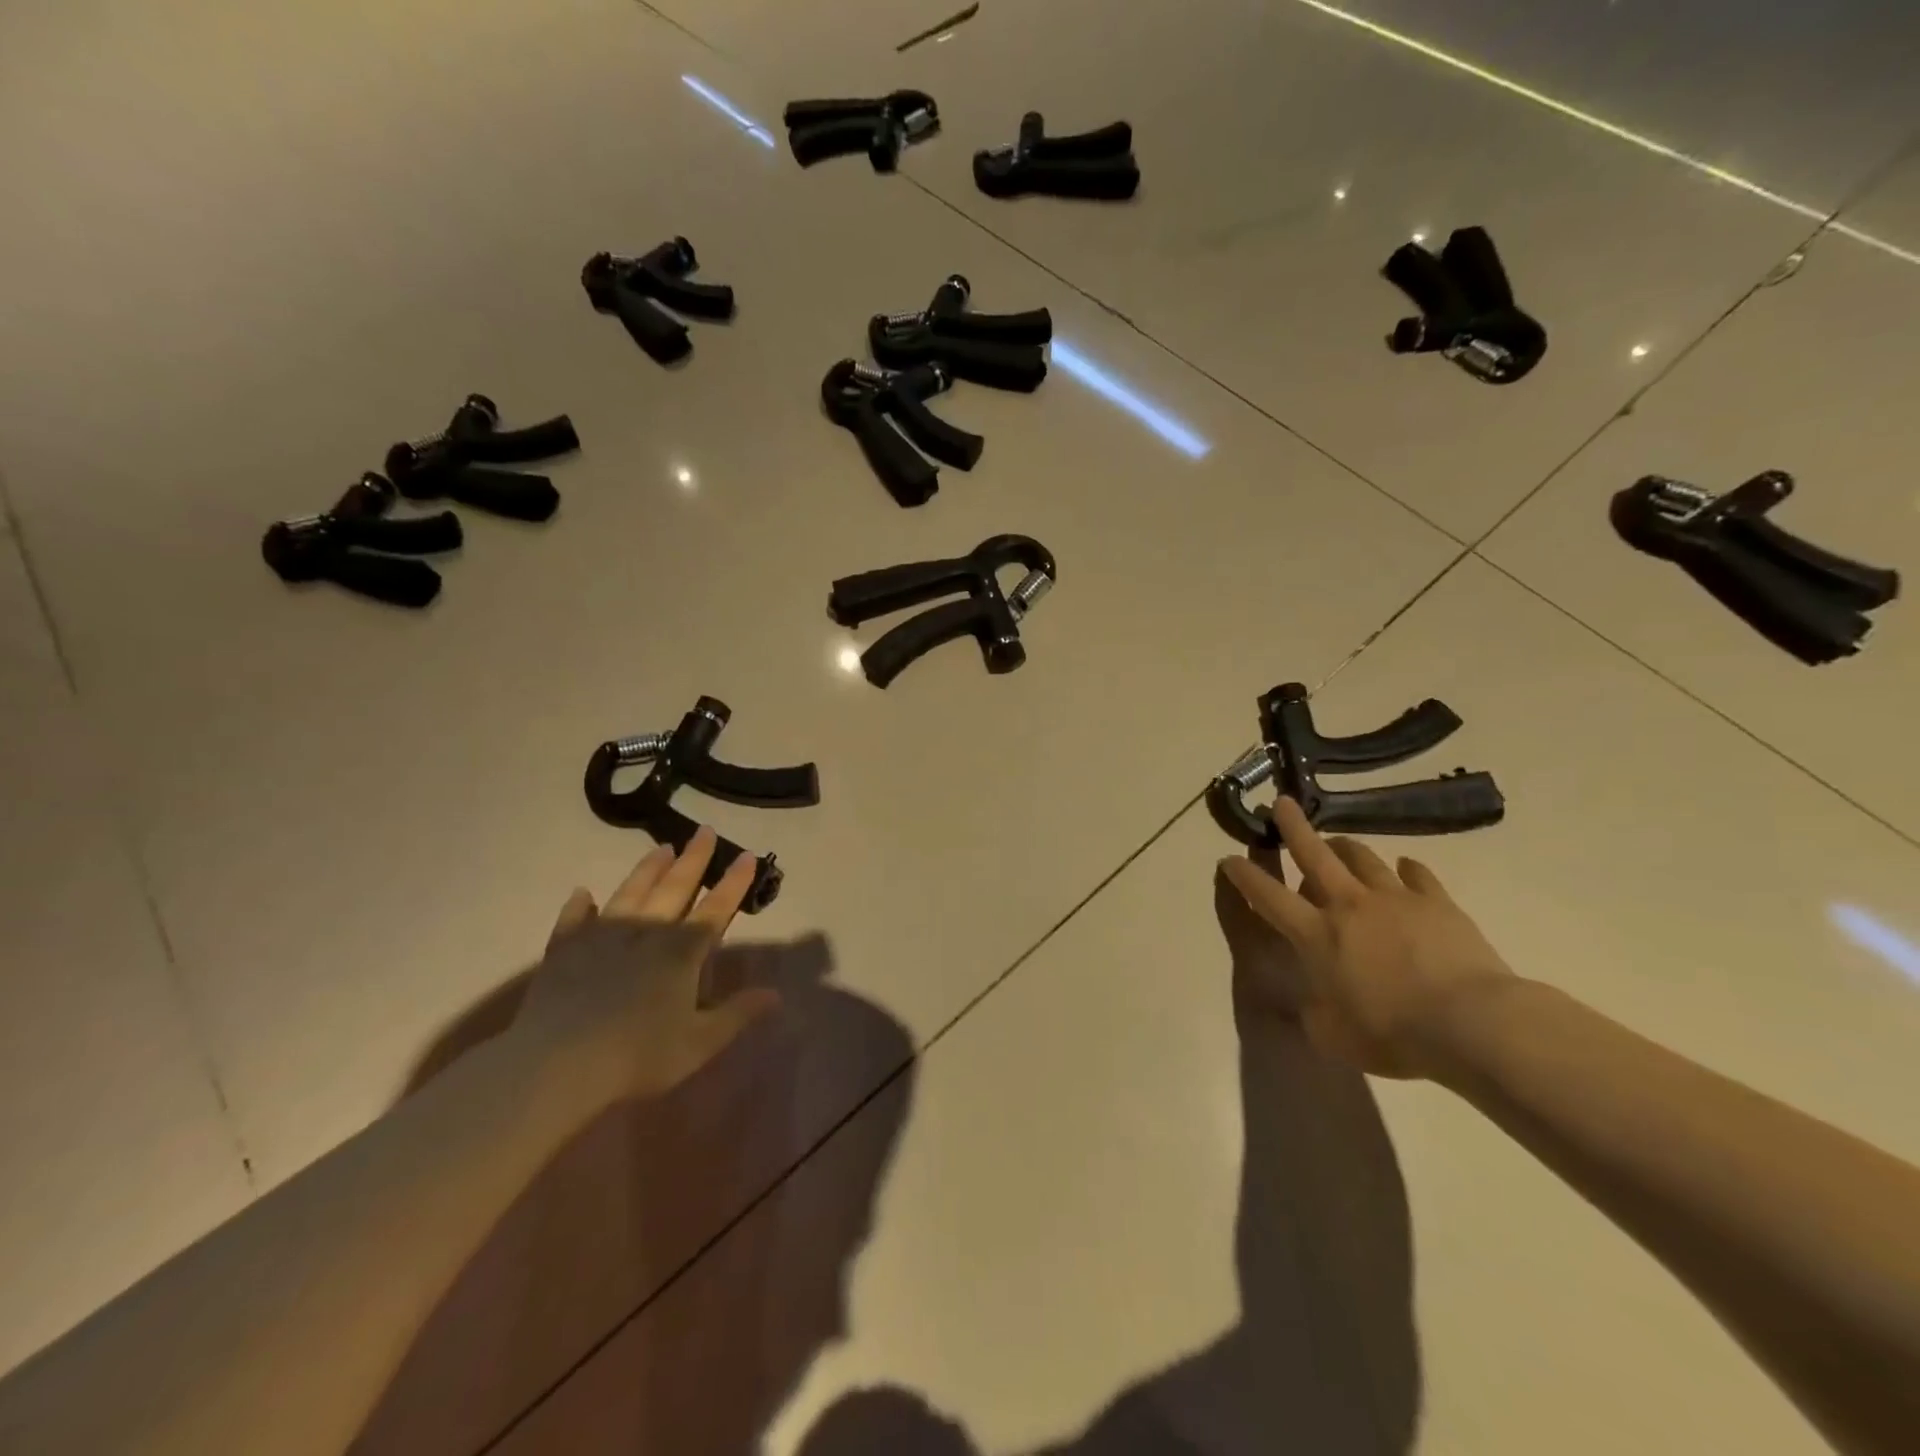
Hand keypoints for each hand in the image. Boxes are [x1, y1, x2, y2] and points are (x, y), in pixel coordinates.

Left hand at [514, 827, 780, 1101]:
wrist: (556, 1065)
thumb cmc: (638, 1056)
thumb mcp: (699, 1043)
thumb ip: (738, 1014)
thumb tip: (776, 995)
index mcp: (681, 952)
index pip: (715, 908)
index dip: (734, 882)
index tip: (748, 855)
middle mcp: (645, 933)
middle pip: (674, 888)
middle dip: (694, 859)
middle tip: (704, 831)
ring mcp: (601, 937)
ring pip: (630, 893)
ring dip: (648, 870)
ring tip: (661, 848)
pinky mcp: (564, 951)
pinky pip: (574, 920)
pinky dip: (579, 905)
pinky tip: (582, 893)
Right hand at [1218, 797, 1515, 1078]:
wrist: (1471, 1022)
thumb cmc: (1392, 1033)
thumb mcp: (1334, 1037)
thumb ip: (1313, 1014)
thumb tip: (1308, 1004)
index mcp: (1315, 935)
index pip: (1268, 897)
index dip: (1244, 876)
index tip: (1228, 858)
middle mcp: (1347, 905)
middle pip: (1313, 854)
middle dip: (1293, 827)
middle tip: (1282, 803)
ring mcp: (1394, 898)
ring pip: (1362, 857)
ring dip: (1345, 846)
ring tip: (1338, 842)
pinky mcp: (1436, 901)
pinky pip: (1417, 874)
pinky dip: (1406, 869)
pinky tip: (1405, 868)